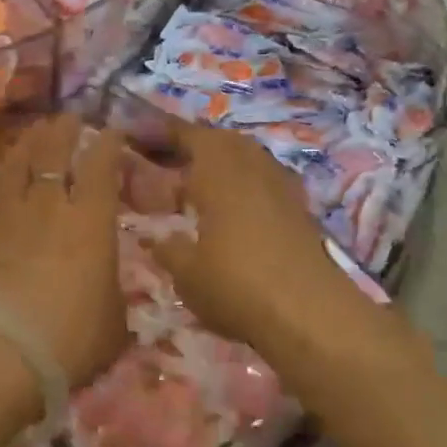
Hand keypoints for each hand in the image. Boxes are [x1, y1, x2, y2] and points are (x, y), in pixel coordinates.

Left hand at [0, 115, 127, 388]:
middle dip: (64, 130)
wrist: (3, 349)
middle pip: (54, 152)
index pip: (101, 166)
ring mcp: (11, 215)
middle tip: (69, 118)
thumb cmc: (72, 336)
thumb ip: (113, 295)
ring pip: (17, 163)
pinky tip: (0, 172)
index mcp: (91, 220)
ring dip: (28, 143)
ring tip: (35, 132)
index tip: (113, 132)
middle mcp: (49, 205)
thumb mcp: (114, 321)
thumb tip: (107, 291)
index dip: (108, 143)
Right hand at [149, 120, 358, 353]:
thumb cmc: (236, 284)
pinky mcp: (301, 210)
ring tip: (195, 183)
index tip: (137, 133)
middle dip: (192, 145)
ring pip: (246, 158)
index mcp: (219, 169)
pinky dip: (243, 184)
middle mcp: (252, 165)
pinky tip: (230, 208)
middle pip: (220, 141)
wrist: (310, 314)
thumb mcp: (186, 273)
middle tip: (164, 160)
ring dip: (221, 162)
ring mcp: (281, 186)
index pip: (187, 134)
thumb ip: (167, 249)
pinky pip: (264, 180)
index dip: (161, 131)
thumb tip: (155, 238)